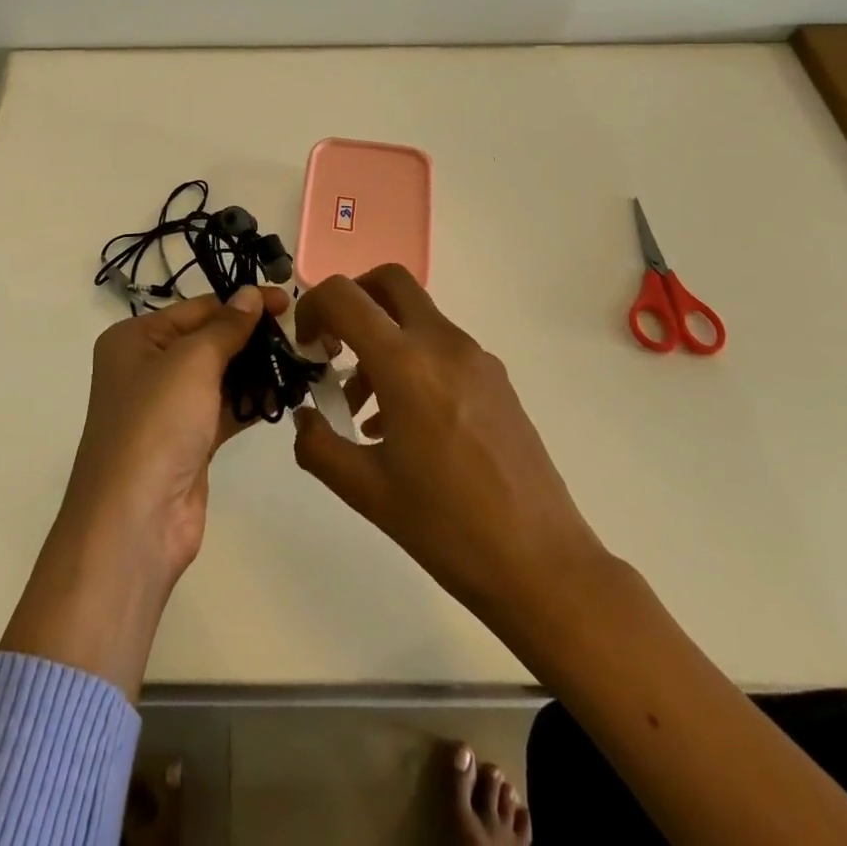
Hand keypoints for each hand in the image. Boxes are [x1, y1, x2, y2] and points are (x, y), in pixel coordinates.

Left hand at [1, 286, 283, 697]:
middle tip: (302, 333)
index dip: (242, 303)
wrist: (135, 520)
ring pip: (221, 375)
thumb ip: (226, 327)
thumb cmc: (156, 423)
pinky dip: (254, 401)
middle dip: (253, 337)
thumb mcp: (192, 362)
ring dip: (258, 369)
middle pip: (209, 340)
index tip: (287, 301)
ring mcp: (168, 407)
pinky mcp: (190, 441)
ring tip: (304, 360)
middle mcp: (148, 367)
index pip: (197, 308)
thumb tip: (251, 293)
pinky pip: (226, 409)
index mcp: (135, 338)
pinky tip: (290, 393)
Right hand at [290, 266, 607, 640]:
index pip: (344, 296)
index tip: (306, 349)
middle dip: (353, 300)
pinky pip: (442, 346)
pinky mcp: (497, 379)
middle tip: (335, 345)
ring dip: (382, 339)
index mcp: (405, 363)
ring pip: (417, 316)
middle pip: (389, 282)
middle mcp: (442, 344)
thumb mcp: (364, 490)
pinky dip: (412, 360)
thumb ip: (318, 445)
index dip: (312, 309)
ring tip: (364, 408)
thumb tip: (305, 418)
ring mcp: (476, 358)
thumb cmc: (445, 527)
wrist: (541, 564)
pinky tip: (405, 424)